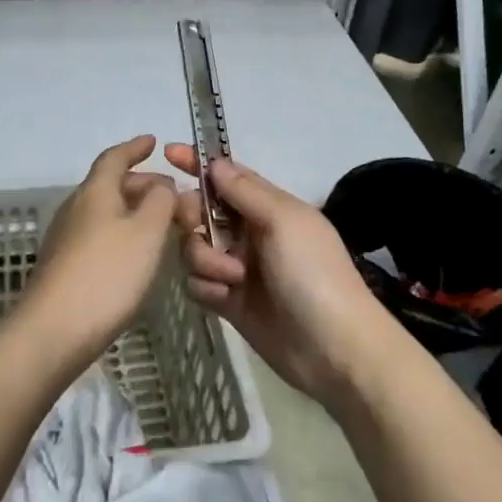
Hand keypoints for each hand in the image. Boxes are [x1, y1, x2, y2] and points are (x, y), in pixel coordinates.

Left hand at [27, 136, 177, 357]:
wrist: (54, 330)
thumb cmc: (106, 273)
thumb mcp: (147, 231)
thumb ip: (161, 201)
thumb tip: (162, 186)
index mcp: (95, 191)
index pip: (114, 158)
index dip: (134, 148)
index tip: (153, 142)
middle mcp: (76, 208)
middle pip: (111, 185)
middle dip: (143, 185)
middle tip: (174, 197)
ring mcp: (66, 239)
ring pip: (106, 212)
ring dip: (135, 212)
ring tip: (164, 226)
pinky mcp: (65, 267)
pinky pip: (100, 236)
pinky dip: (124, 235)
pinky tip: (138, 256)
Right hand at [164, 144, 400, 408]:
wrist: (332, 348)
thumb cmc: (313, 273)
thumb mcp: (284, 221)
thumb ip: (245, 192)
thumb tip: (215, 163)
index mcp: (267, 207)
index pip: (226, 177)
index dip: (198, 163)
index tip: (169, 153)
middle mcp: (248, 233)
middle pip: (199, 211)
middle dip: (192, 217)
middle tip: (199, 228)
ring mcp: (237, 267)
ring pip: (193, 248)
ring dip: (204, 259)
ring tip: (231, 279)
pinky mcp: (228, 301)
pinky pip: (197, 282)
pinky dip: (206, 287)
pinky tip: (225, 299)